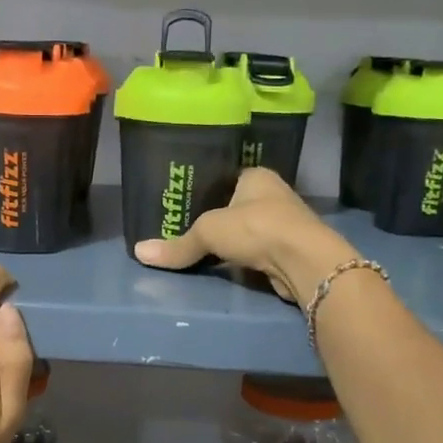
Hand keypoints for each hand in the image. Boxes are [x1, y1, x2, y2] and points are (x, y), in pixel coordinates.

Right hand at [134, 168, 358, 303]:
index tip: (183, 201)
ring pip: (248, 230)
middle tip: (184, 227)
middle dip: (217, 218)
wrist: (304, 261)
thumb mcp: (208, 231)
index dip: (206, 188)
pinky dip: (243, 258)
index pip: (226, 177)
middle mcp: (274, 195)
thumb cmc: (256, 228)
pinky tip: (225, 266)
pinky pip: (257, 252)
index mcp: (257, 176)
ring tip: (200, 249)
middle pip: (237, 205)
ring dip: (232, 241)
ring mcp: (284, 224)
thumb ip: (178, 244)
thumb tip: (138, 253)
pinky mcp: (288, 251)